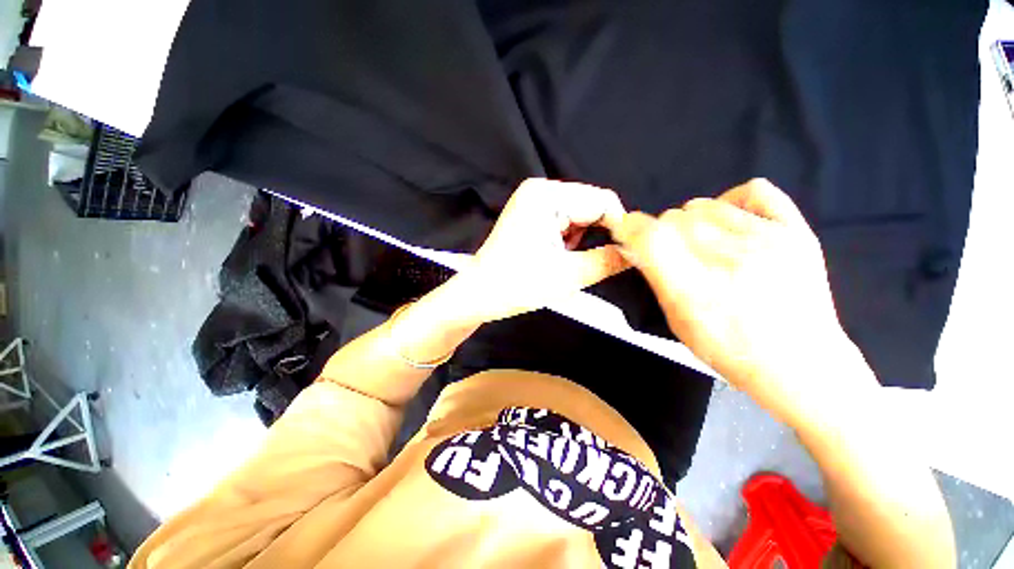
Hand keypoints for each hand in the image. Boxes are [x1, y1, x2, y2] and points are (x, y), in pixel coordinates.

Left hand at [444, 178, 629, 323]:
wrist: (479, 293)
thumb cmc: (518, 284)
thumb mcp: (569, 275)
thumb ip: (609, 261)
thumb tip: (639, 253)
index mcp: (547, 195)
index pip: (602, 201)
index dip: (619, 228)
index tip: (628, 254)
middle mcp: (540, 190)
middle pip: (591, 206)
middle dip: (598, 235)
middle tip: (593, 263)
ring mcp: (533, 201)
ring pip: (580, 215)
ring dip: (582, 240)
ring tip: (566, 262)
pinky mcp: (531, 214)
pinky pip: (565, 221)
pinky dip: (569, 240)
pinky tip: (557, 256)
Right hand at [607, 179, 874, 423]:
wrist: (801, 363)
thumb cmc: (729, 350)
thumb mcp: (678, 322)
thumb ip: (657, 279)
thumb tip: (637, 247)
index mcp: (694, 289)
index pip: (649, 236)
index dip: (630, 227)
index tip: (626, 231)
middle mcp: (728, 259)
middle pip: (673, 218)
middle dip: (660, 232)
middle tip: (671, 252)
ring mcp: (767, 240)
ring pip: (704, 205)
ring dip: (691, 222)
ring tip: (702, 243)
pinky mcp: (796, 231)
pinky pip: (753, 190)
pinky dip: (731, 201)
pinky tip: (731, 222)